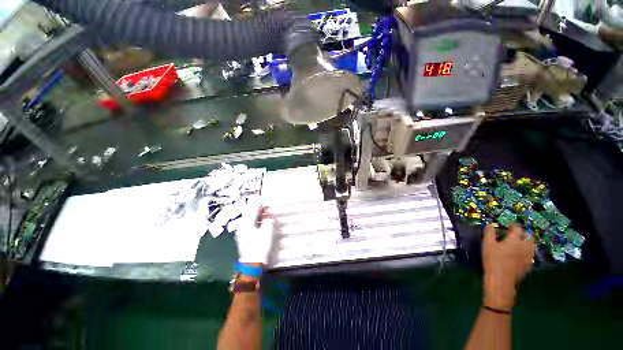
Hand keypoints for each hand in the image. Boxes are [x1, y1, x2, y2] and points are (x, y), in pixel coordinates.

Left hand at [234, 198, 274, 264]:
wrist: (252, 264)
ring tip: (265, 214)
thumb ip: (268, 221)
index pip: (253, 210)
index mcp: (246, 224)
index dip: (260, 204)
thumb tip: (269, 214)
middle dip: (258, 209)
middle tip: (267, 207)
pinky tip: (261, 223)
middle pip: (249, 214)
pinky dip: (256, 222)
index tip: (267, 202)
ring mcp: (242, 233)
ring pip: (249, 219)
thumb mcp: (267, 232)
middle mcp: (242, 227)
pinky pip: (250, 225)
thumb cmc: (259, 247)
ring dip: (257, 215)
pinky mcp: (244, 238)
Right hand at [482, 224, 534, 309]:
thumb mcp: (487, 244)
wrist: (501, 279)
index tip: (508, 225)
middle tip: (516, 233)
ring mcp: (529, 257)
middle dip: (523, 233)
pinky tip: (521, 255)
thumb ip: (490, 233)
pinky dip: (527, 252)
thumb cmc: (493, 260)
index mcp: (515, 240)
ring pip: (532, 246)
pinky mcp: (529, 265)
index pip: (518, 229)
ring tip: (519, 243)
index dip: (513, 225)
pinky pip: (531, 255)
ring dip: (527, 242)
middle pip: (529, 237)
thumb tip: (491, 225)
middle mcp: (525, 247)